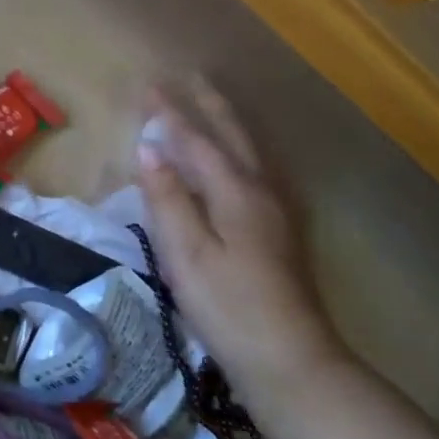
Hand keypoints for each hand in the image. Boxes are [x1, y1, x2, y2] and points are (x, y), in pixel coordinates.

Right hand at [137, 82, 348, 402]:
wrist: (289, 360)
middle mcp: (261, 192)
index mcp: (236, 192)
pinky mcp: (278, 233)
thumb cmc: (229, 307)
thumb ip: (168, 199)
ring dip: (226, 124)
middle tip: (190, 77)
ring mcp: (275, 212)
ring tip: (210, 105)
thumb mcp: (188, 255)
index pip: (197, 142)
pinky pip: (252, 172)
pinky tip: (233, 163)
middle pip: (233, 137)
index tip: (149, 87)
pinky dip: (235, 152)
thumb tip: (149, 149)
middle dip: (209, 105)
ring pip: (248, 153)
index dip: (171, 115)